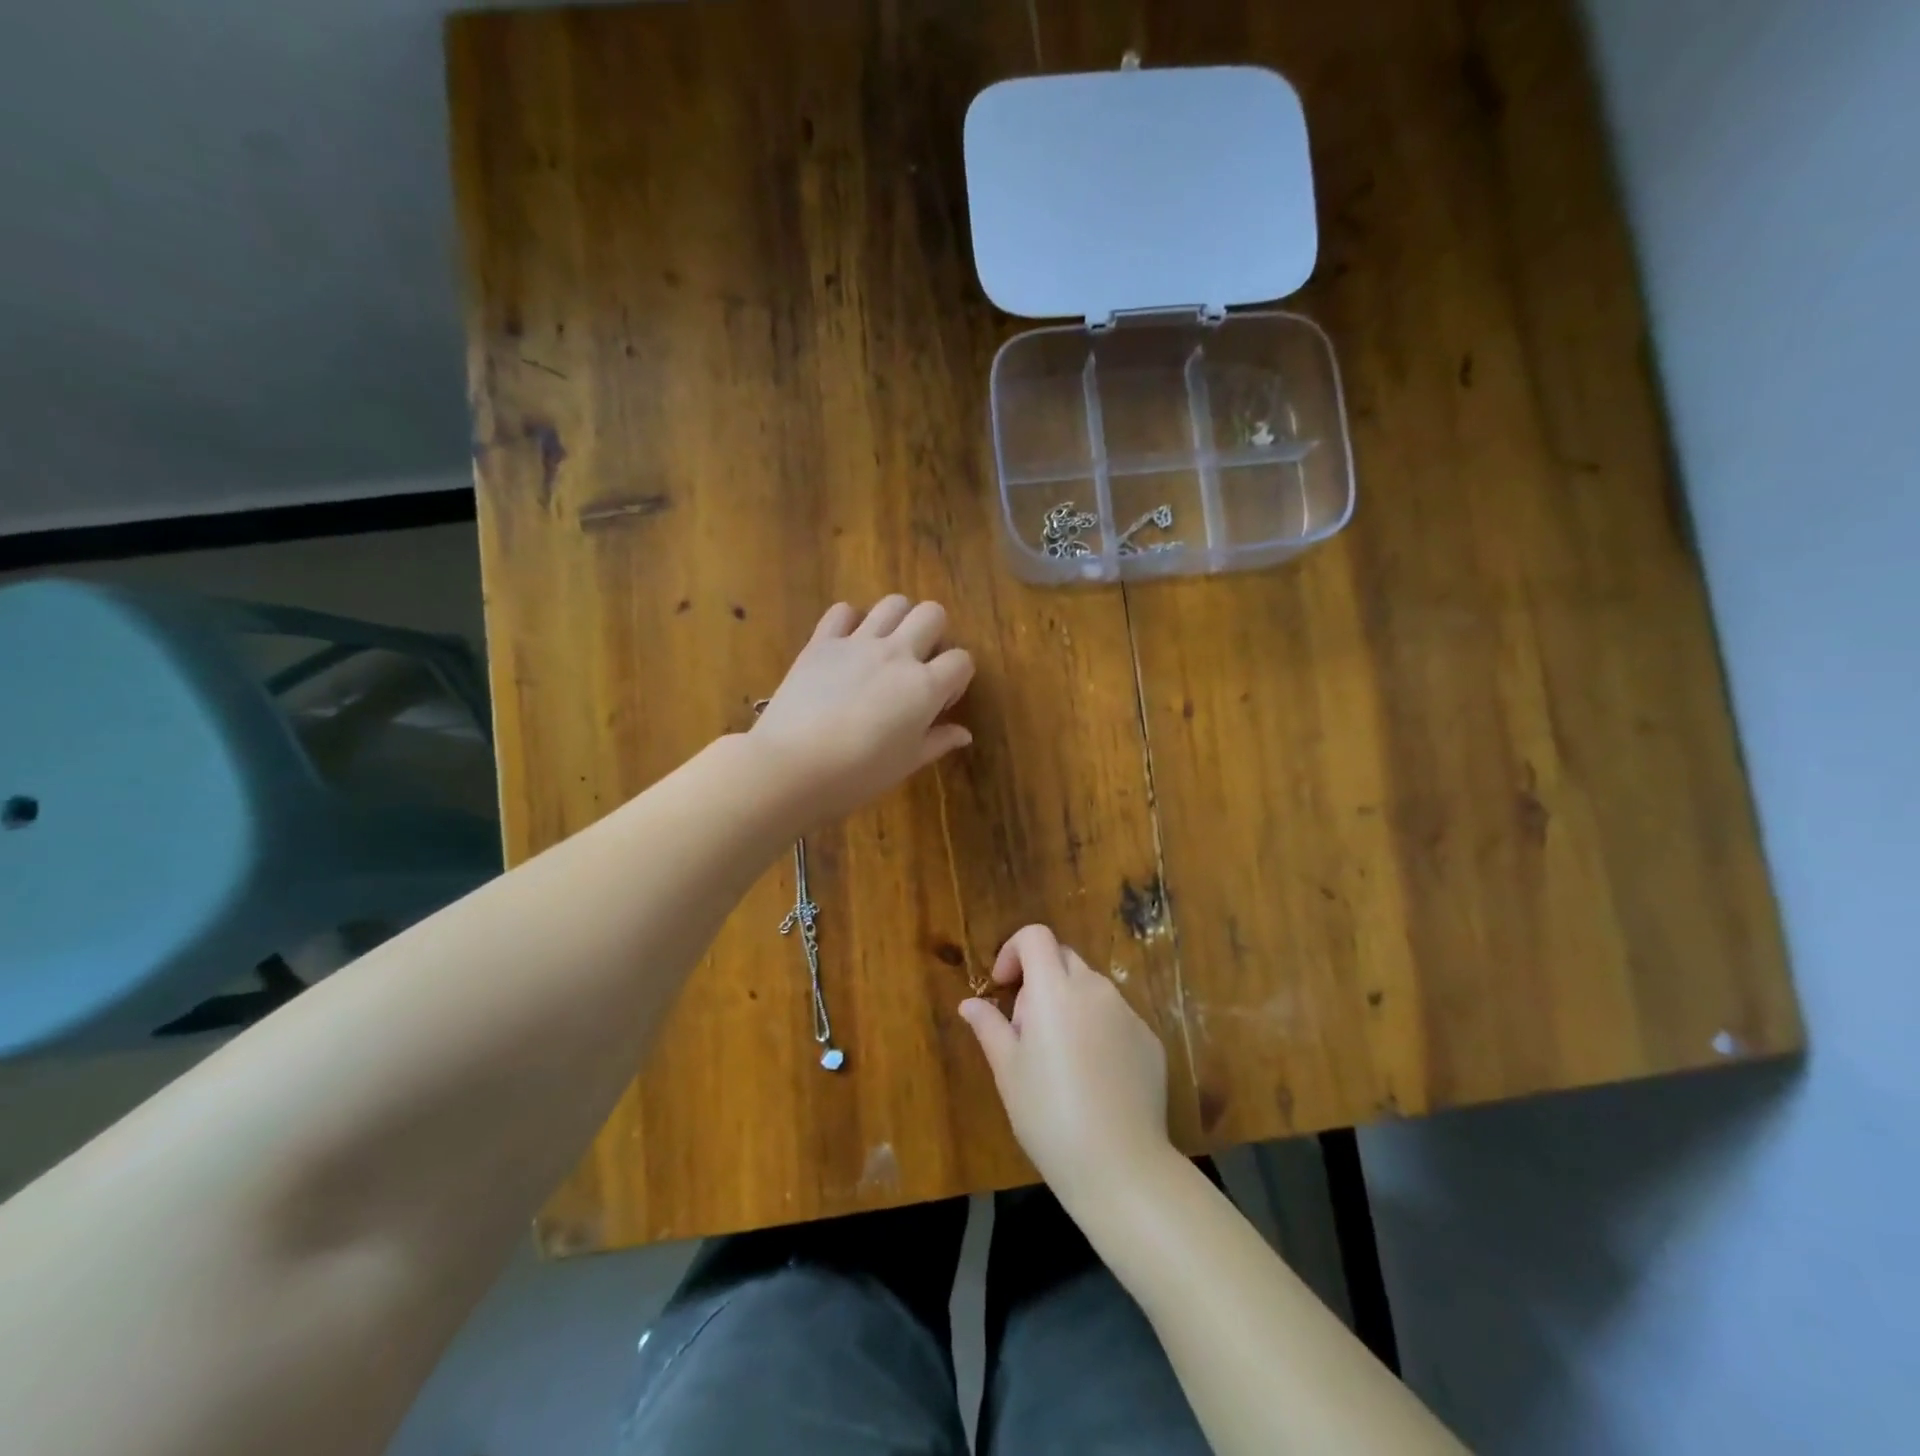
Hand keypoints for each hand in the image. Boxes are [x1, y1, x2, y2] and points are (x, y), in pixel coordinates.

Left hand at [750, 595, 974, 828]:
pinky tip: (847, 645)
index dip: (957, 679)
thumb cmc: (858, 774)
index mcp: (925, 687)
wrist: (793, 766)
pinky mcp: (822, 642)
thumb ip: (938, 741)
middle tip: (918, 665)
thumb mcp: (906, 763)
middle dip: (934, 634)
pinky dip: (849, 621)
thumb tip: (963, 734)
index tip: (939, 703)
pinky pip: (842, 611)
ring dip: (898, 620)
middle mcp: (897, 654)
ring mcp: (858, 643)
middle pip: (932, 614)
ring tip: (887, 647)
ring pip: (893, 604)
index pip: (962, 660)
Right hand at [959, 925, 1173, 1212]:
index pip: (1036, 936)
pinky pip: (1116, 1017)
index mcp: (1055, 990)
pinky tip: (1093, 1077)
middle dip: (1040, 979)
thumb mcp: (1008, 1071)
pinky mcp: (1150, 1040)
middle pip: (1064, 958)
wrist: (1120, 1165)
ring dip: (1069, 1004)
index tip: (1004, 986)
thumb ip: (989, 1026)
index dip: (1014, 950)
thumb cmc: (1049, 1115)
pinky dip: (1098, 1029)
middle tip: (1026, 1029)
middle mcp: (1095, 989)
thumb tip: (970, 1003)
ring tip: (1059, 1058)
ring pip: (1091, 988)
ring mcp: (1128, 1013)